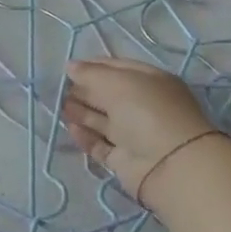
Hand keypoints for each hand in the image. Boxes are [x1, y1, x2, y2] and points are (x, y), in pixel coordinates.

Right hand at [62, 58, 215, 203]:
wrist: (170, 164)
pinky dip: (85, 137)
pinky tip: (71, 129)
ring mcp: (134, 134)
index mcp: (150, 82)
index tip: (68, 69)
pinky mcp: (124, 159)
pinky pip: (100, 145)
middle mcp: (143, 107)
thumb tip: (71, 67)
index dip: (93, 67)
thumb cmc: (147, 112)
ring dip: (81, 113)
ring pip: (102, 120)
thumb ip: (91, 73)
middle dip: (84, 91)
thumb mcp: (119, 82)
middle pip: (108, 95)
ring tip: (61, 108)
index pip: (118, 69)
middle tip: (60, 90)